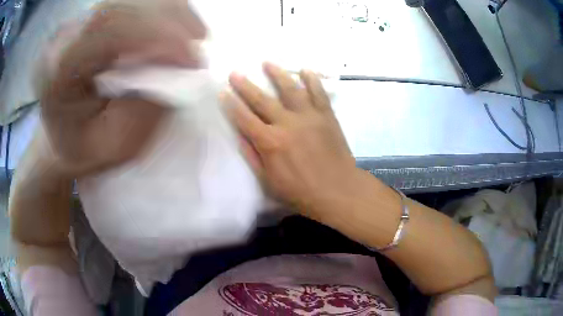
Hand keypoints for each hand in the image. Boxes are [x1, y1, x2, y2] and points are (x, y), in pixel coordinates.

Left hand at [38, 0, 205, 176]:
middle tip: (200, 42)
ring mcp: (78, 23)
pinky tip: (176, 27)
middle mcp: (65, 37)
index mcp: (59, 70)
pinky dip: (160, 11)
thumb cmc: (83, 149)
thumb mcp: (113, 147)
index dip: (155, 37)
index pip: (108, 31)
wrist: (60, 137)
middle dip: (168, 20)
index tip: (191, 58)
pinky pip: (131, 4)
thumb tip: (175, 71)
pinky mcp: (91, 20)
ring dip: (169, 13)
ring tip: (194, 35)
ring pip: (130, 0)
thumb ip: (142, 111)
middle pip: (122, 6)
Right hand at [224, 63, 356, 215]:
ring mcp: (309, 116)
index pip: (244, 118)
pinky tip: (305, 69)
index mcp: (270, 142)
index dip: (231, 105)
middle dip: (246, 85)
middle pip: (262, 100)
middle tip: (235, 72)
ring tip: (267, 62)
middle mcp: (287, 123)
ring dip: (278, 74)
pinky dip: (312, 80)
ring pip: (290, 89)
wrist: (339, 190)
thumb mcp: (269, 181)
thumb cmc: (301, 192)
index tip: (222, 92)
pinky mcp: (327, 115)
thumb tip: (240, 136)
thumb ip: (253, 156)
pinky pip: (319, 93)